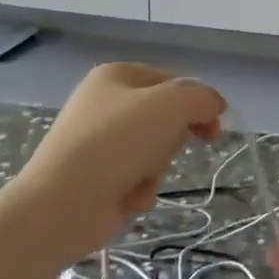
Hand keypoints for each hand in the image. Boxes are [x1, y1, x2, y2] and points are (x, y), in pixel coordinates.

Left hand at [13, 64, 225, 260]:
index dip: (198, 104)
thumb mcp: (169, 106)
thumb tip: (215, 105)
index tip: (214, 130)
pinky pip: (138, 178)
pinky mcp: (99, 175)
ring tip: (138, 180)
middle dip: (171, 141)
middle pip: (166, 119)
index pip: (174, 82)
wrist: (62, 203)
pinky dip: (140, 189)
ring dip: (156, 170)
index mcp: (116, 75)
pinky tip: (127, 198)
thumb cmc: (115, 143)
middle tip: (165, 150)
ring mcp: (100, 141)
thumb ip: (201, 98)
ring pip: (156, 152)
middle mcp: (106, 103)